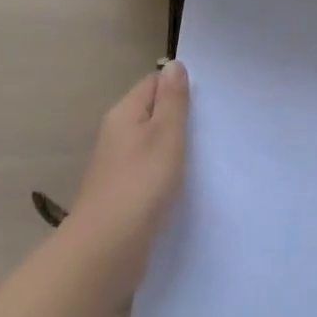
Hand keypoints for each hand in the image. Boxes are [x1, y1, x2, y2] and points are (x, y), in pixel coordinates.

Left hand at [63, 62, 189, 300]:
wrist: (105, 252)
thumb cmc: (140, 185)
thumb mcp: (165, 135)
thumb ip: (172, 100)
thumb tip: (173, 63)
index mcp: (123, 113)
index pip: (153, 84)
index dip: (178, 87)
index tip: (207, 101)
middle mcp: (116, 134)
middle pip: (151, 113)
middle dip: (178, 118)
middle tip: (211, 127)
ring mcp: (117, 166)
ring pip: (150, 144)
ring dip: (173, 148)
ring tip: (203, 155)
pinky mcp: (122, 195)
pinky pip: (148, 171)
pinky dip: (165, 174)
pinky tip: (182, 186)